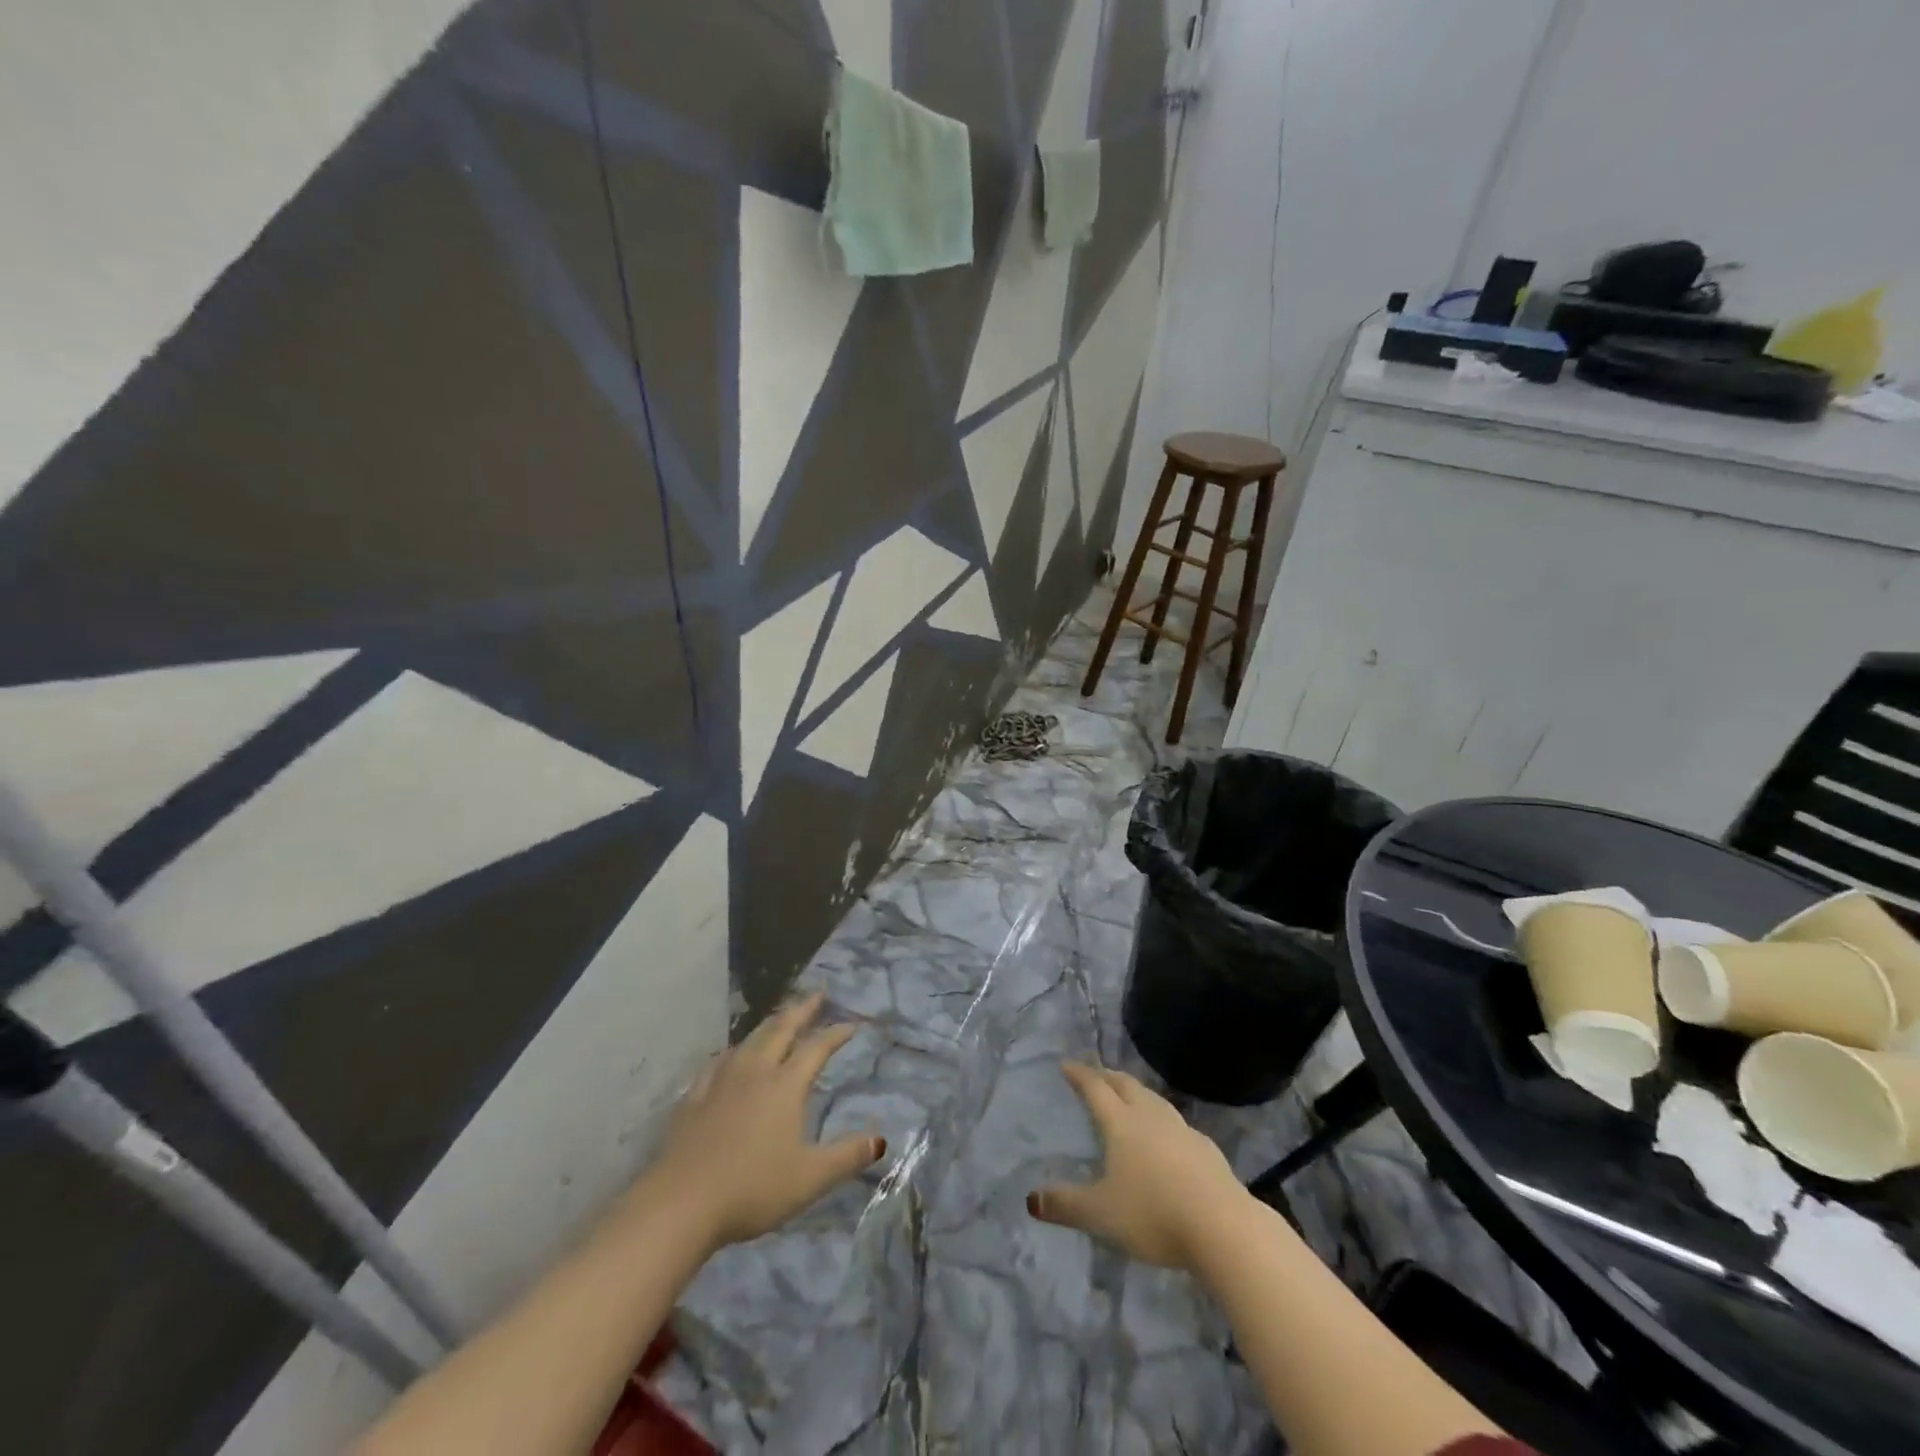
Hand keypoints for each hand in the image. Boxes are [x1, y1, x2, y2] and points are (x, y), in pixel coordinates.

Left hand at [639, 993, 883, 1250]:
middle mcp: (755, 1072)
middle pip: (781, 1029)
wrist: (681, 1203)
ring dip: (769, 1024)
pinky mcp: (694, 1097)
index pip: (816, 1049)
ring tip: (779, 1018)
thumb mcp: (810, 1178)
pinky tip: (730, 1055)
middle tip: (816, 995)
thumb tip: (881, 1140)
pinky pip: (718, 1062)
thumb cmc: (753, 1189)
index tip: (851, 1024)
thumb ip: (847, 1156)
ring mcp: (721, 1081)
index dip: (835, 1034)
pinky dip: (733, 1051)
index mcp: (785, 1086)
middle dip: (802, 1010)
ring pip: (750, 1040)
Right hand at [1028, 1062, 1246, 1269]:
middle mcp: (1150, 1116)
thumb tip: (1030, 1200)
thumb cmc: (1154, 1214)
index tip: (1066, 1064)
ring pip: (1153, 1099)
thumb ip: (1066, 1205)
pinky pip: (1175, 1122)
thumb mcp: (1101, 1214)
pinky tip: (1166, 1136)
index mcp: (1121, 1123)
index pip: (1095, 1088)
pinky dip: (1161, 1119)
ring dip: (1136, 1092)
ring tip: (1128, 1096)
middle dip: (1107, 1076)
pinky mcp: (1206, 1148)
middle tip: (1095, 1074)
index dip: (1079, 1075)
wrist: (1223, 1227)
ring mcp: (1181, 1129)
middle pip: (1126, 1085)